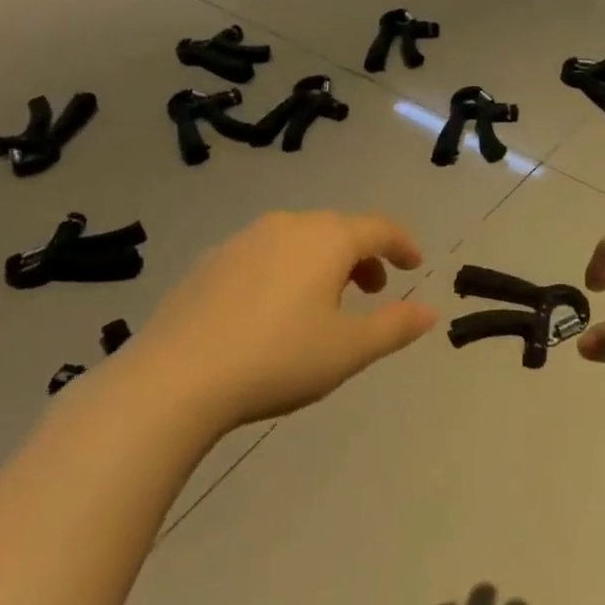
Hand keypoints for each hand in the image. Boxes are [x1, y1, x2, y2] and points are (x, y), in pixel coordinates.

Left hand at [126, 212, 436, 426]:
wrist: (174, 379)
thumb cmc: (278, 358)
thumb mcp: (349, 349)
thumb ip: (395, 326)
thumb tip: (430, 311)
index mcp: (327, 239)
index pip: (379, 228)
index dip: (402, 244)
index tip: (415, 265)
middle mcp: (288, 226)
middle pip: (339, 229)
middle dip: (363, 255)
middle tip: (373, 290)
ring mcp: (243, 240)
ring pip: (300, 239)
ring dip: (324, 262)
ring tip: (325, 302)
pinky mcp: (210, 262)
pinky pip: (265, 254)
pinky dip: (286, 270)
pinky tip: (274, 309)